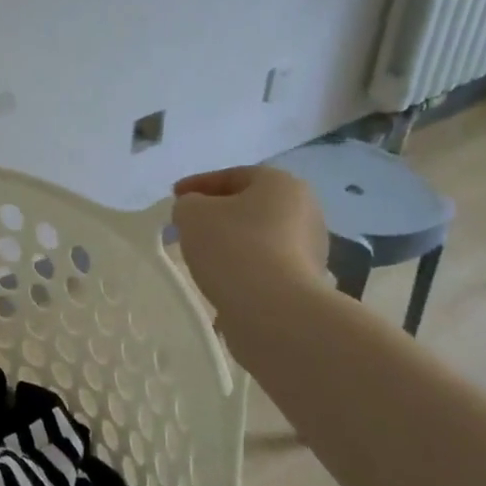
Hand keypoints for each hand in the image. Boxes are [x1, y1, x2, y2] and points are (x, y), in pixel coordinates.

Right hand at [172, 166, 329, 305]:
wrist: (274, 310)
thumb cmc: (233, 247)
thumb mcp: (192, 213)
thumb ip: (188, 204)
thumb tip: (196, 212)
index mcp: (281, 184)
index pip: (233, 175)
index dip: (198, 184)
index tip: (174, 198)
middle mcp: (305, 211)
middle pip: (250, 206)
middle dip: (218, 214)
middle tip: (188, 226)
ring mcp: (311, 249)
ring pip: (259, 238)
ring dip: (231, 243)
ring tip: (202, 257)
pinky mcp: (306, 283)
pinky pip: (266, 267)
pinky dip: (242, 269)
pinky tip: (221, 281)